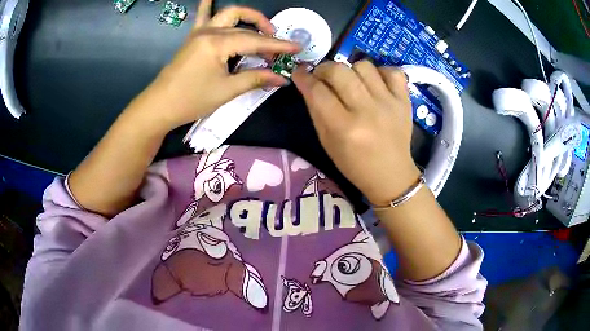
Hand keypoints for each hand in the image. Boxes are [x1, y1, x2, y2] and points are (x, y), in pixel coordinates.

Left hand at [129, 0, 300, 131]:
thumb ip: (255, 79)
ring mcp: (199, 32)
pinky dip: (209, 4)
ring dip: (247, 17)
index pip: (254, 40)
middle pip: (243, 23)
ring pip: (228, 14)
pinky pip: (203, 15)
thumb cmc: (191, 100)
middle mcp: (209, 31)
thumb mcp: (226, 91)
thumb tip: (282, 78)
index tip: (297, 48)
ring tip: (260, 29)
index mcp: (217, 43)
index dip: (277, 45)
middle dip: (263, 31)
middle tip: (275, 47)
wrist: (160, 106)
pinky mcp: (193, 37)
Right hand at [292, 61, 420, 205]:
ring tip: (352, 82)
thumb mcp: (327, 142)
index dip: (304, 77)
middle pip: (339, 71)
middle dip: (324, 69)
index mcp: (344, 128)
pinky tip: (375, 83)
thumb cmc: (354, 164)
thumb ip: (316, 111)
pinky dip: (380, 73)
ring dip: (351, 70)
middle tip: (324, 77)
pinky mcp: (404, 101)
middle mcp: (366, 111)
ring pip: (364, 65)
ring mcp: (388, 103)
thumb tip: (308, 83)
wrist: (391, 175)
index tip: (299, 73)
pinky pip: (392, 71)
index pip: (317, 91)